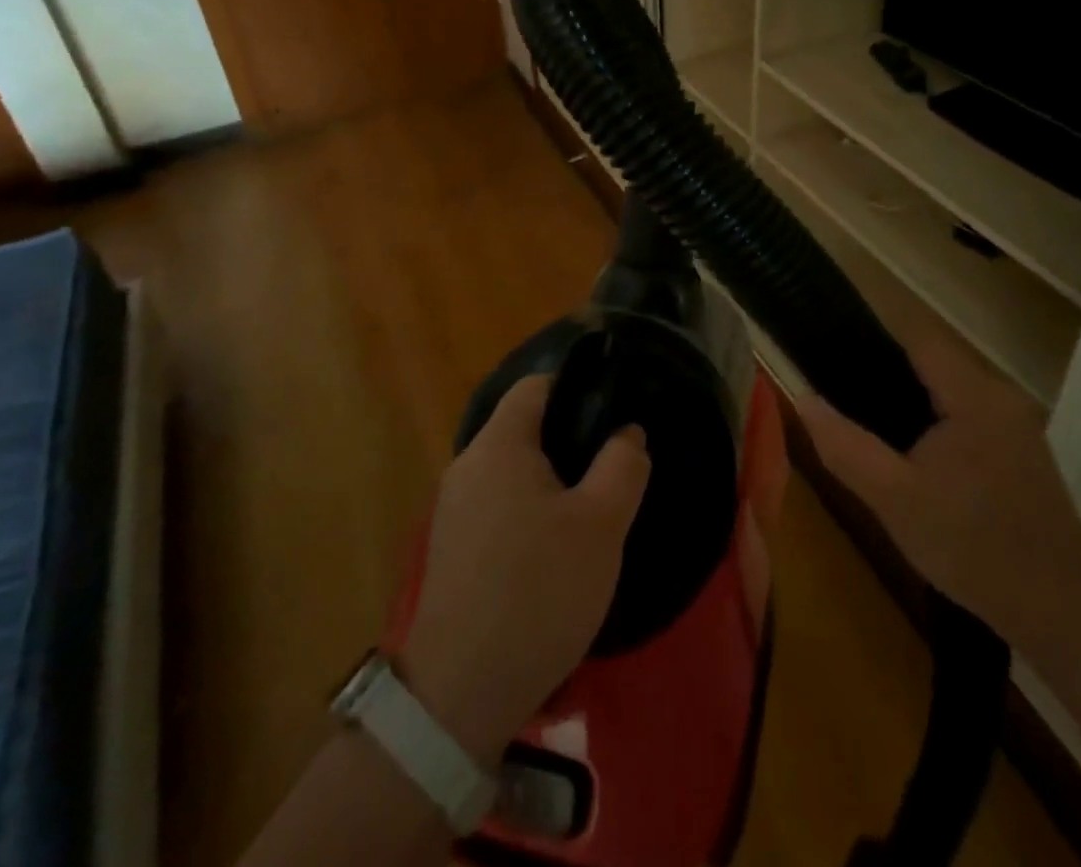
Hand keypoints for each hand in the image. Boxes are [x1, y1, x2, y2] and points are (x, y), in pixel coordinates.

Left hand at [402, 374, 650, 759]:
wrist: (461, 694)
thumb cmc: (539, 592)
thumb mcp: (602, 525)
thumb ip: (623, 465)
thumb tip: (627, 431)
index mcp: (499, 445)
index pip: (536, 386)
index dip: (577, 386)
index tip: (614, 409)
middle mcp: (468, 466)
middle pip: (524, 428)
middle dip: (571, 439)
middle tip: (613, 466)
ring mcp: (454, 509)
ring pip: (514, 471)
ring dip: (553, 480)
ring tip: (592, 509)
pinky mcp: (453, 549)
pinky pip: (499, 505)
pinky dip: (531, 510)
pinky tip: (557, 549)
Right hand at [795, 334, 1080, 652]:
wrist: (1060, 608)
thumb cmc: (973, 547)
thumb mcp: (894, 500)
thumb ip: (846, 447)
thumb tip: (803, 400)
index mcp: (974, 395)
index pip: (919, 337)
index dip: (874, 335)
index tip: (833, 346)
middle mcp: (1000, 396)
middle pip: (934, 361)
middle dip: (887, 370)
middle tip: (841, 392)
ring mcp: (1015, 423)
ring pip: (950, 389)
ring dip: (912, 398)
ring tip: (868, 420)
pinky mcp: (1020, 449)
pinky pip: (966, 413)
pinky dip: (935, 419)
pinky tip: (913, 452)